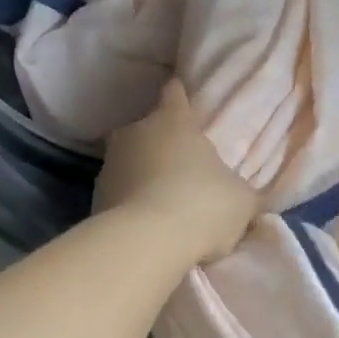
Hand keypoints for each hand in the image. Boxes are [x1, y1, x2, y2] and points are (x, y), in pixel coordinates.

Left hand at [95, 80, 259, 262]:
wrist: (146, 243)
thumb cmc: (202, 205)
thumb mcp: (241, 200)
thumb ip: (241, 191)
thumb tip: (244, 196)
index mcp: (173, 121)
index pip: (175, 94)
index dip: (180, 97)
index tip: (183, 101)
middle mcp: (136, 132)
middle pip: (150, 131)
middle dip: (164, 146)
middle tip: (184, 170)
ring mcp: (109, 164)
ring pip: (131, 162)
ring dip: (145, 176)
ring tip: (164, 204)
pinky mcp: (94, 197)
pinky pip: (120, 194)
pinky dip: (131, 204)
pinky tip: (148, 226)